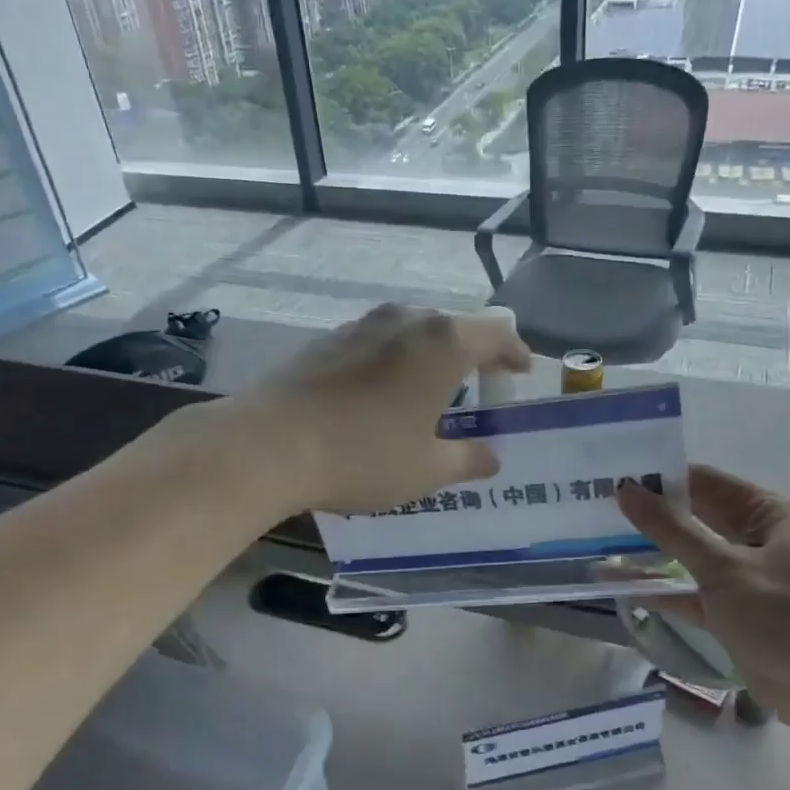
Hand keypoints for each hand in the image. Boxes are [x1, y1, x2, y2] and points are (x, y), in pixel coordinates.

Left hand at [240, 303, 532, 514]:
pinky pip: (377, 342)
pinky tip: (380, 394)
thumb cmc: (362, 455)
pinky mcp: (326, 339)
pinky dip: (392, 361)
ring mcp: (361, 325)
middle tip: (478, 386)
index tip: (521, 371)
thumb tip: (491, 457)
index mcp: (442, 343)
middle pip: (453, 327)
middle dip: (472, 354)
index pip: (496, 332)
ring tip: (429, 391)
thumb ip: (467, 459)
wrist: (268, 443)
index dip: (515, 351)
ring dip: (429, 356)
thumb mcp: (426, 469)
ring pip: (412, 331)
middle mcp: (405, 320)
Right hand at [618, 465, 789, 736]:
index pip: (704, 481)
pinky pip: (689, 592)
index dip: (660, 478)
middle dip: (650, 514)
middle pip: (694, 517)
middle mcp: (755, 538)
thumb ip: (671, 528)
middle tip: (597, 508)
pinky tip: (618, 584)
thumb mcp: (723, 566)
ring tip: (598, 542)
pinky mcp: (733, 614)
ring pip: (688, 556)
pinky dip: (661, 589)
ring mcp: (743, 577)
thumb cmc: (786, 614)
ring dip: (651, 552)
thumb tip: (626, 488)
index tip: (614, 477)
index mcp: (766, 513)